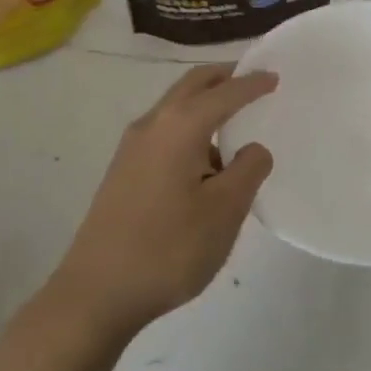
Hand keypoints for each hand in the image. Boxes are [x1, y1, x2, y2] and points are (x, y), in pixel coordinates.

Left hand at [49, 64, 277, 338]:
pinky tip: (205, 164)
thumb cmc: (168, 248)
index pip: (224, 92)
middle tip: (252, 81)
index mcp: (180, 125)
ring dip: (204, 104)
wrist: (95, 295)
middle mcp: (153, 124)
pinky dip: (190, 129)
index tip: (275, 76)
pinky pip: (165, 132)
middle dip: (223, 78)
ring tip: (235, 126)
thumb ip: (248, 170)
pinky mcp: (123, 172)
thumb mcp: (224, 211)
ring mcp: (132, 148)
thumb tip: (252, 150)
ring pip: (175, 109)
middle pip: (192, 86)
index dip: (252, 83)